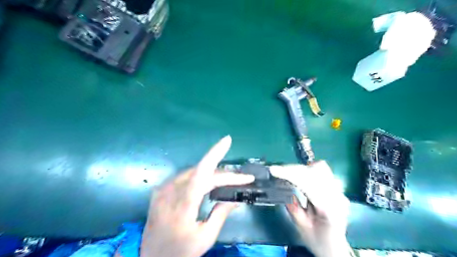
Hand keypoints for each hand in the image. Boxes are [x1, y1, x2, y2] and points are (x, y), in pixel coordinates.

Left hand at [141, 136, 252, 256]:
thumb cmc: (181, 251)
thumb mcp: (205, 237)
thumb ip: (221, 214)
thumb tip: (236, 198)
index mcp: (182, 206)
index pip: (201, 173)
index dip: (214, 154)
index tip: (227, 140)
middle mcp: (170, 192)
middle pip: (202, 173)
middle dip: (224, 174)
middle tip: (241, 178)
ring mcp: (163, 189)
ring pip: (194, 172)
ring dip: (213, 174)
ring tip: (229, 179)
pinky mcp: (160, 190)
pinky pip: (185, 177)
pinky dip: (200, 177)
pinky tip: (209, 182)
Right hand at [269, 161, 350, 256]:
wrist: (336, 249)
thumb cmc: (319, 242)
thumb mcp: (302, 229)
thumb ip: (294, 209)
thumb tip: (285, 189)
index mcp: (329, 209)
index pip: (309, 184)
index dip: (290, 174)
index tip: (274, 170)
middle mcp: (338, 196)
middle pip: (315, 171)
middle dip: (293, 170)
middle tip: (277, 171)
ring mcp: (339, 191)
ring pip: (320, 168)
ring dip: (300, 169)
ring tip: (287, 174)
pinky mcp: (336, 188)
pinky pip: (321, 171)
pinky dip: (307, 170)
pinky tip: (299, 177)